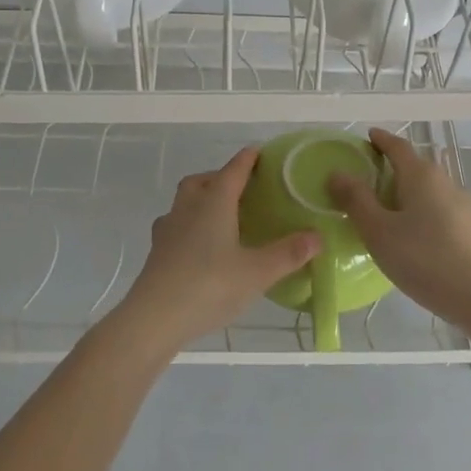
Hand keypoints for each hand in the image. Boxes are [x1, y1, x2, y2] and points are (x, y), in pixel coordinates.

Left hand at [116, 147, 319, 350]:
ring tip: (223, 217)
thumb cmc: (209, 286)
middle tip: (241, 189)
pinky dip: (190, 227)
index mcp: (214, 203)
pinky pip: (176, 227)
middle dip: (220, 178)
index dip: (248, 160)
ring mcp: (168, 230)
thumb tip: (317, 236)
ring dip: (202, 201)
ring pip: (184, 202)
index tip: (260, 152)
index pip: (233, 170)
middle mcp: (188, 208)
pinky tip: (201, 247)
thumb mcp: (258, 272)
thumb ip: (288, 253)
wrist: (154, 319)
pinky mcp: (157, 253)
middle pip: (201, 181)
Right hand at [326, 127, 470, 315]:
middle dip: (395, 169)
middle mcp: (447, 181)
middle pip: (417, 167)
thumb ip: (356, 200)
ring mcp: (466, 205)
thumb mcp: (378, 231)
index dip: (381, 140)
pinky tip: (420, 237)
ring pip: (432, 190)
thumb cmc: (423, 259)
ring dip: (412, 194)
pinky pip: (444, 211)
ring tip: (393, 213)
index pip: (398, 146)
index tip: (369, 136)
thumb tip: (337, 172)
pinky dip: (427, 214)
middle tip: (371, 182)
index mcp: (421, 175)